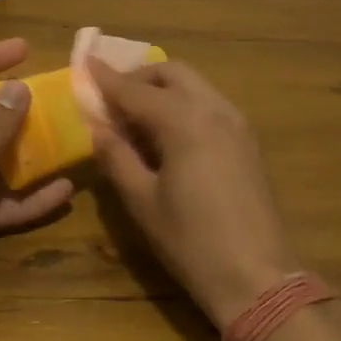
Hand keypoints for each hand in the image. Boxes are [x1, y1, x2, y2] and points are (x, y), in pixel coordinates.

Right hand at [87, 59, 300, 330]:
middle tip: (110, 96)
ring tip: (134, 115)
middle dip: (138, 77)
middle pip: (172, 73)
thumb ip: (116, 156)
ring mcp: (237, 124)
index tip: (83, 63)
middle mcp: (214, 110)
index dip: (106, 78)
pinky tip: (166, 133)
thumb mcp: (141, 201)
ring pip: (195, 85)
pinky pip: (209, 105)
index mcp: (184, 122)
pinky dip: (183, 104)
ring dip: (162, 88)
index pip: (135, 90)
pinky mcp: (247, 142)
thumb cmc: (190, 241)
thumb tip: (98, 128)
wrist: (257, 277)